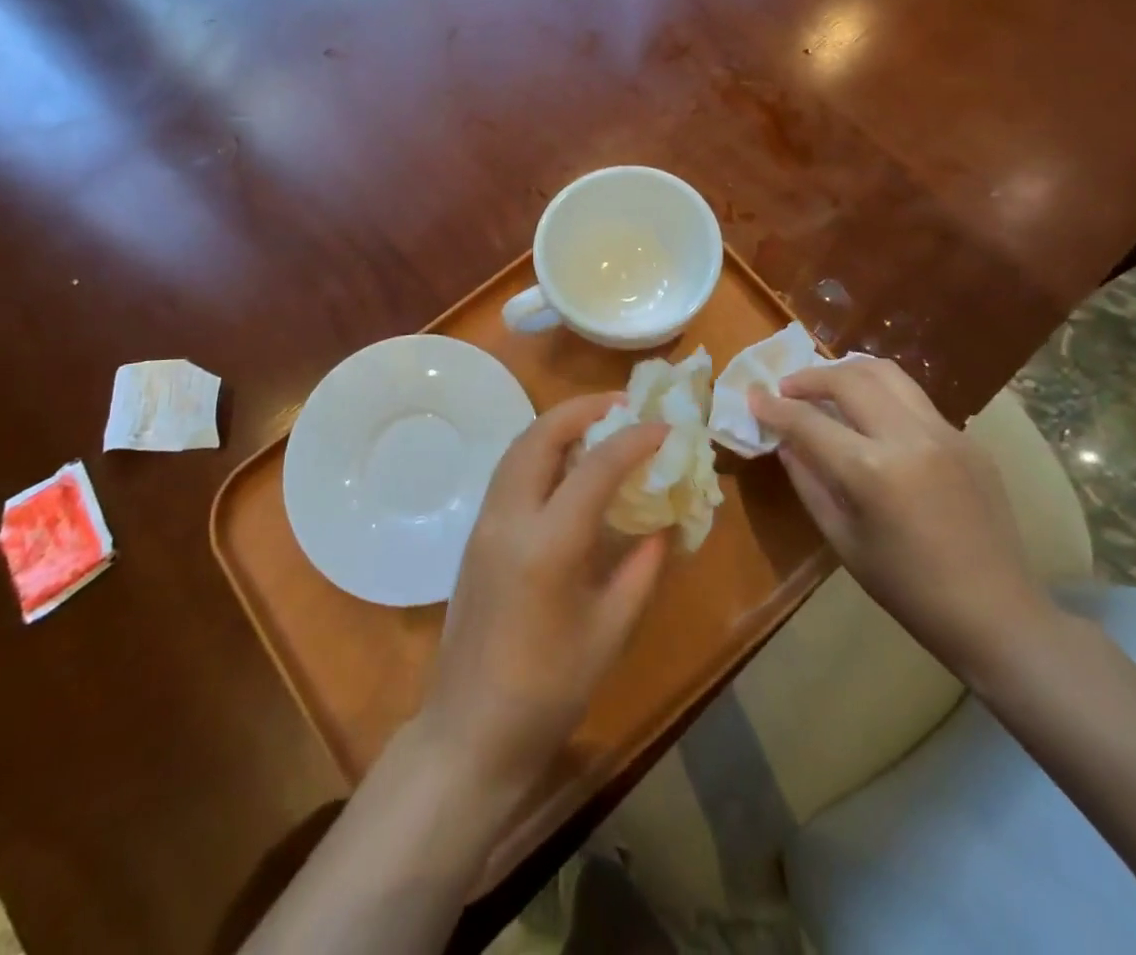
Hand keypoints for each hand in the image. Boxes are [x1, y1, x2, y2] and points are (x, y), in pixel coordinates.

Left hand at [415, 395, 668, 793]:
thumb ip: (640, 569)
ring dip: (557, 425)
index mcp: (547, 544)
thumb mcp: (609, 631)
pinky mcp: (475, 535)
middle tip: (622, 404)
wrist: (470, 730)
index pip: (595, 467)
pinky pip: (509, 472)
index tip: (665, 427)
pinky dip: (539, 451)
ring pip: (518, 448)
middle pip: (540, 436)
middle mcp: (509, 518)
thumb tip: (664, 524)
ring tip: (597, 424)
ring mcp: (485, 523)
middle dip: (582, 410)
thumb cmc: (548, 690)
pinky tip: (566, 465)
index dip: (634, 440)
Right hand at [750, 358, 1049, 679]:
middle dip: (809, 377)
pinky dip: (882, 397)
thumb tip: (786, 441)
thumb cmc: (908, 589)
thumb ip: (808, 481)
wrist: (997, 614)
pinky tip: (872, 421)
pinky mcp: (969, 439)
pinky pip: (915, 401)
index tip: (753, 395)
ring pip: (887, 374)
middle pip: (849, 378)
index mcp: (873, 471)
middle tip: (787, 389)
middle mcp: (910, 438)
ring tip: (827, 387)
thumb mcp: (842, 539)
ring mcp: (946, 433)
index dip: (774, 406)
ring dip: (848, 372)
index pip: (809, 421)